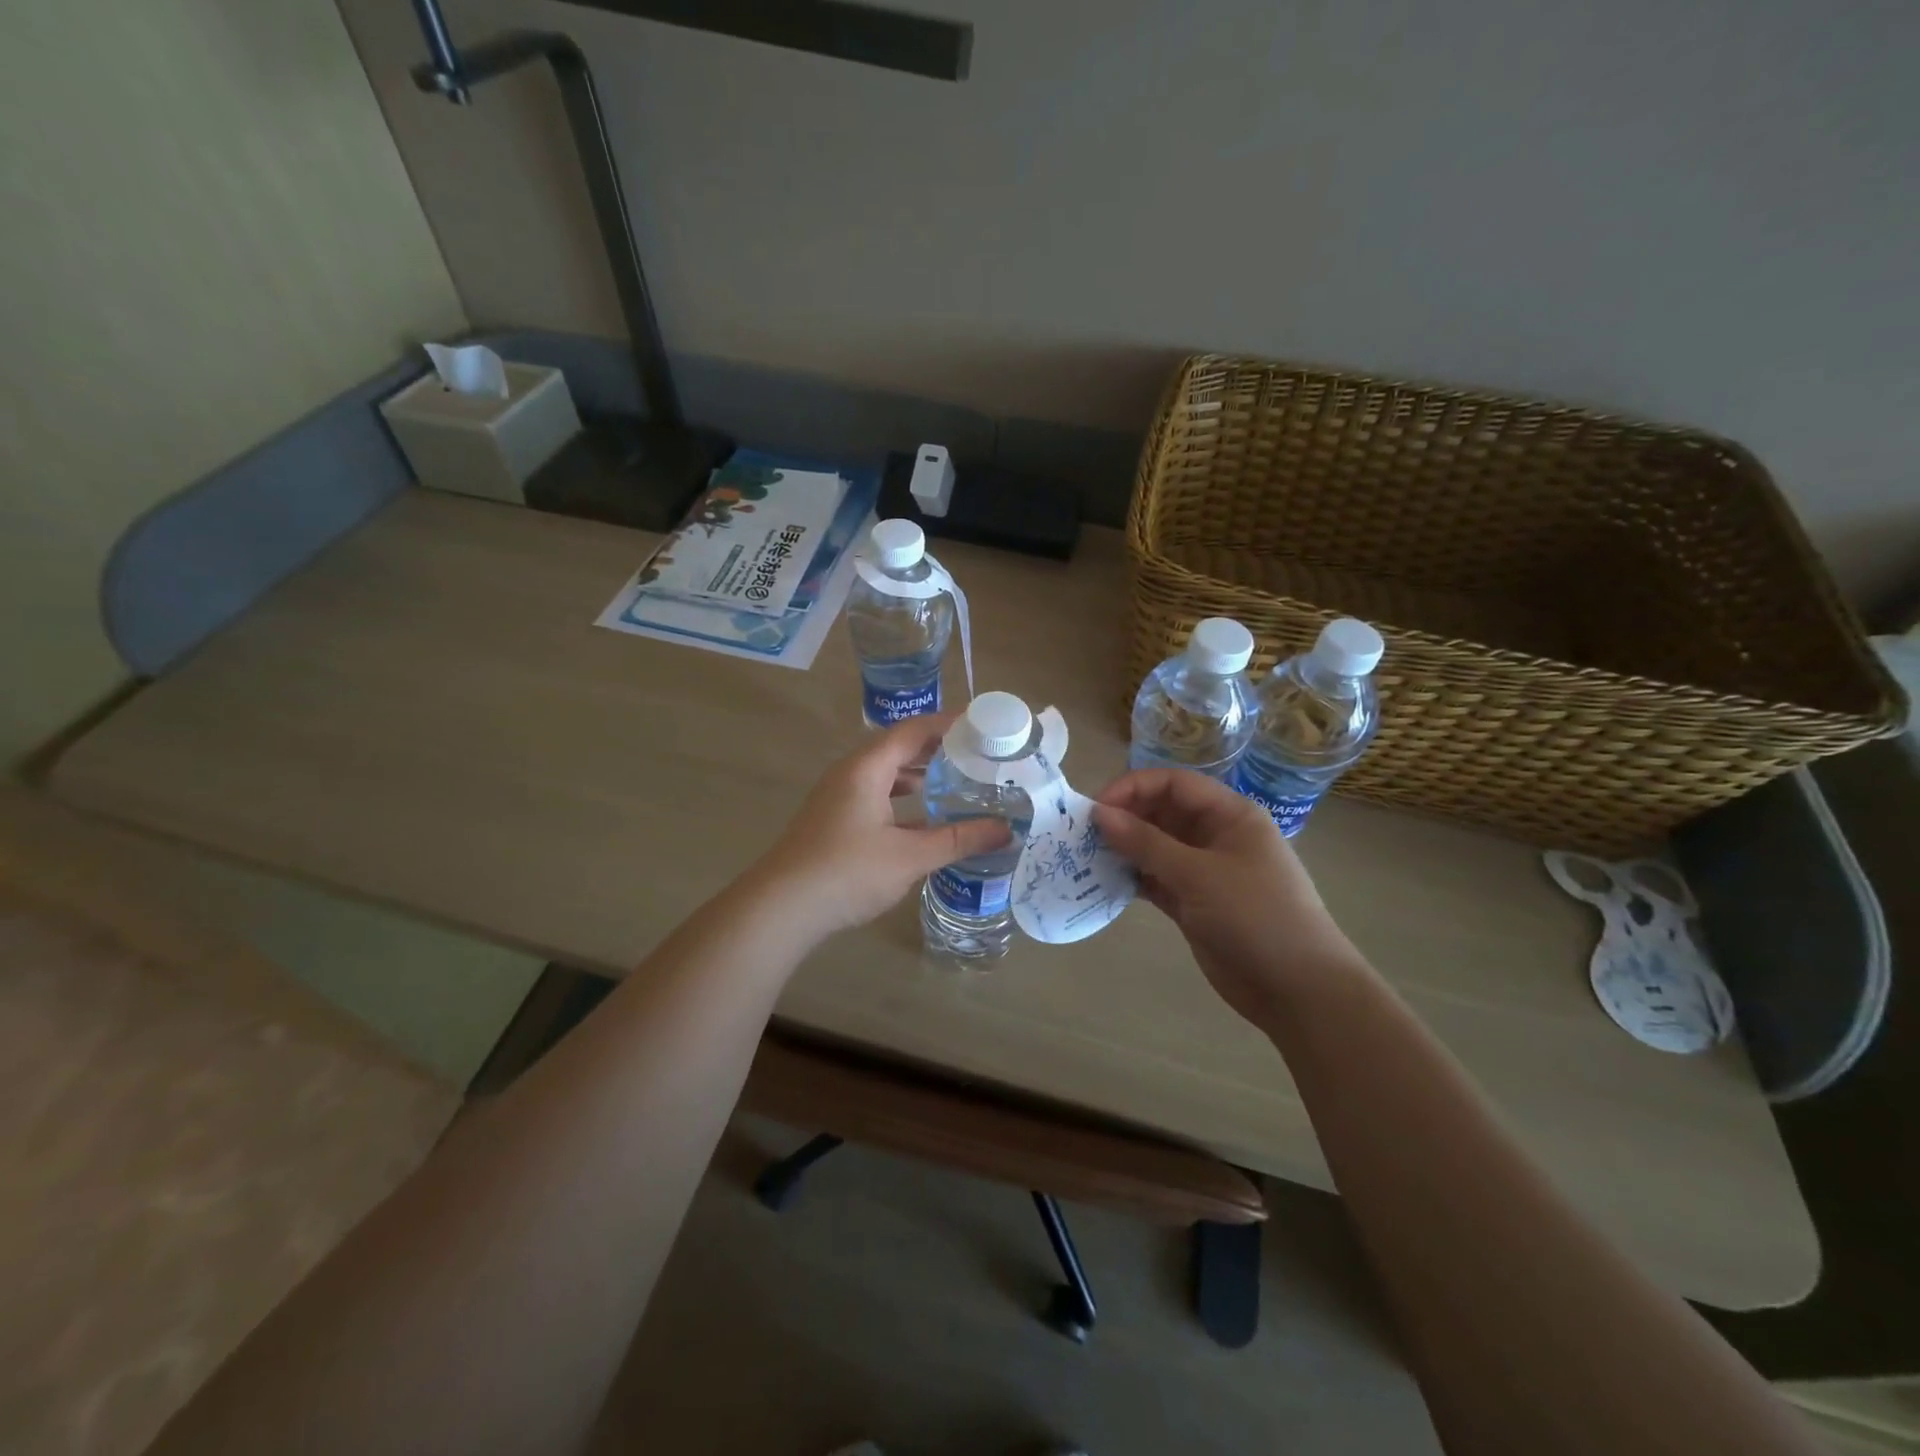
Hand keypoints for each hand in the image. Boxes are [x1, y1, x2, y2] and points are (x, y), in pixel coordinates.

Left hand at [747, 714, 1012, 943]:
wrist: (782, 908)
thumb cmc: (848, 871)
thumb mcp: (910, 856)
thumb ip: (958, 840)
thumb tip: (1005, 830)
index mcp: (867, 768)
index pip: (912, 730)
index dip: (947, 724)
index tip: (981, 725)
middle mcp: (850, 774)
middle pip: (898, 748)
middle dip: (936, 749)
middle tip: (976, 754)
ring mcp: (838, 798)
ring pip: (885, 775)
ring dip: (918, 775)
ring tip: (955, 782)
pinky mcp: (834, 821)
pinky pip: (876, 797)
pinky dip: (902, 800)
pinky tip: (924, 821)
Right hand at [1093, 768, 1366, 1027]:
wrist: (1298, 989)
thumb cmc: (1256, 917)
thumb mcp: (1199, 875)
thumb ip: (1146, 843)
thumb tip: (1099, 814)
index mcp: (1230, 815)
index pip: (1174, 784)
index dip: (1133, 788)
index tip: (1095, 808)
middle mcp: (1216, 836)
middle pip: (1162, 811)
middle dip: (1124, 817)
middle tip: (1083, 834)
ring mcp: (1204, 871)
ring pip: (1155, 846)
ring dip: (1123, 848)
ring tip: (1085, 856)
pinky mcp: (1193, 903)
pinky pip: (1156, 878)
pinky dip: (1132, 877)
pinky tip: (1103, 881)